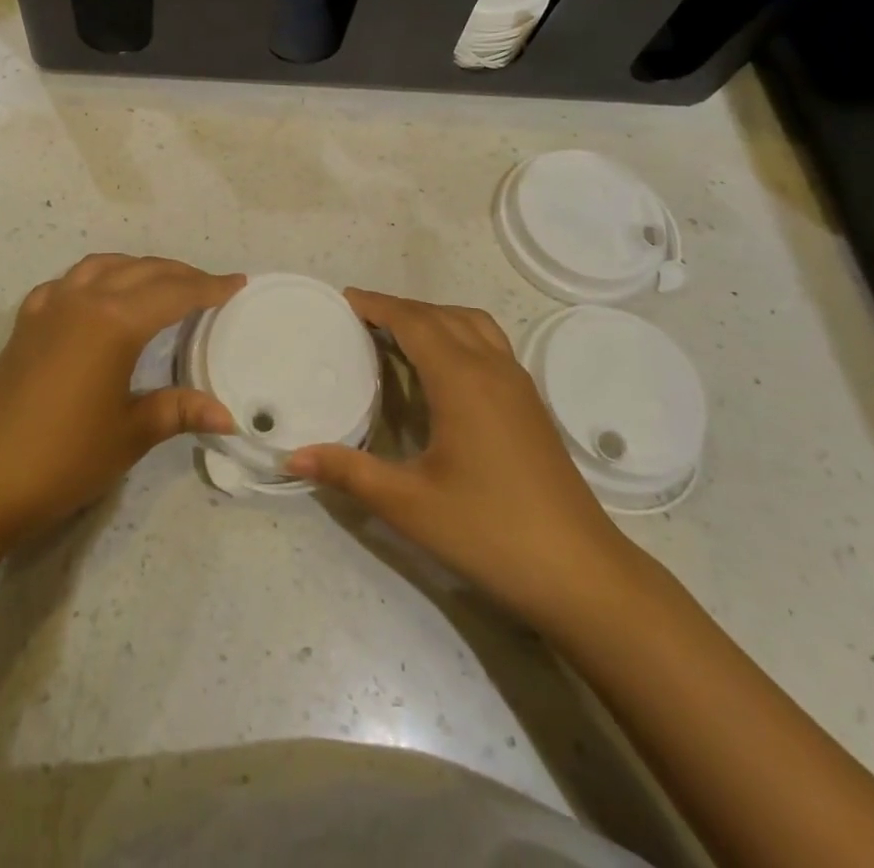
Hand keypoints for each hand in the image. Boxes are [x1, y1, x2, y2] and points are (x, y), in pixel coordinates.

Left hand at [0, 254, 242, 550]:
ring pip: (103, 267)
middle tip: (210, 287)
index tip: (238, 283)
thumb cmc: (60, 457)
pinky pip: (68, 283)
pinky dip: (96, 279)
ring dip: (138, 269)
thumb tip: (228, 415)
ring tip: (161, 285)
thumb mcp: (128, 434)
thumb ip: (177, 411)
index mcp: (114, 320)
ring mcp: (48, 306)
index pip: (174, 292)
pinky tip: (97, 299)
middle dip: (180, 274)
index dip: (210, 288)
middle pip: (142, 271)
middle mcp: (82, 299)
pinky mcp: (25, 324)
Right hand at [286, 288, 644, 635]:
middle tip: (361, 318)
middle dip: (400, 309)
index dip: (378, 305)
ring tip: (400, 335)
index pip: (414, 321)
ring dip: (434, 318)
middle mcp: (493, 368)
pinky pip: (490, 345)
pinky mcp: (532, 406)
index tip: (344, 299)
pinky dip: (459, 335)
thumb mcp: (409, 505)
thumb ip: (348, 473)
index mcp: (461, 380)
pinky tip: (444, 371)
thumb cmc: (489, 532)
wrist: (581, 573)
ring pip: (473, 325)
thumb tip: (292, 457)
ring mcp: (518, 385)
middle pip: (442, 316)